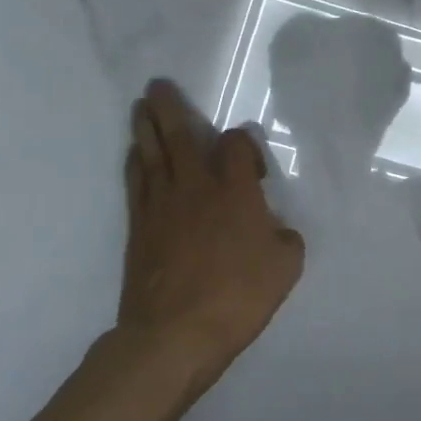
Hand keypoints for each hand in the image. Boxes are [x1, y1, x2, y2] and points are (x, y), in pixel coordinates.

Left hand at [119, 81, 304, 384]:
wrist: (174, 334)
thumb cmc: (238, 296)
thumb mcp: (285, 266)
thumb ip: (284, 237)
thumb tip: (273, 229)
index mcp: (236, 190)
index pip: (237, 144)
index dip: (245, 144)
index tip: (256, 169)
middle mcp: (196, 186)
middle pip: (179, 135)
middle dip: (169, 108)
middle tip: (157, 86)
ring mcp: (162, 205)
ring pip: (151, 153)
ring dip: (145, 126)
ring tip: (141, 106)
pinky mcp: (138, 227)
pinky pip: (136, 181)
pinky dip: (135, 161)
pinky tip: (135, 153)